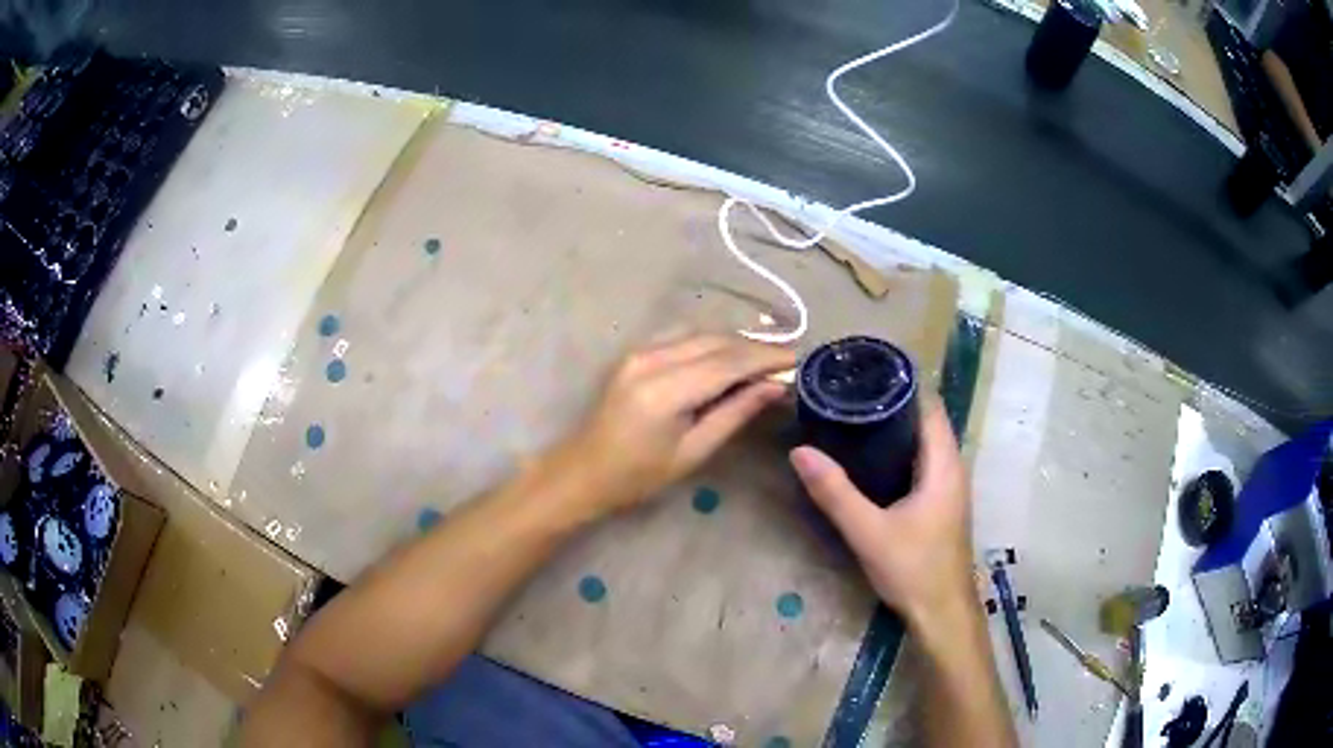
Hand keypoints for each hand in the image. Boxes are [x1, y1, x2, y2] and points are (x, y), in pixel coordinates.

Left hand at [562, 335, 793, 513]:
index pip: (728, 361)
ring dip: (735, 342)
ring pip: (700, 332)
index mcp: (664, 391)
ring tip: (765, 359)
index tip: (797, 359)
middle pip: (716, 340)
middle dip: (755, 347)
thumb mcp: (693, 452)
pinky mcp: (635, 352)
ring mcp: (639, 351)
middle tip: (787, 360)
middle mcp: (650, 359)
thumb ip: (735, 413)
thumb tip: (774, 386)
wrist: (583, 471)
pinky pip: (682, 335)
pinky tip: (729, 355)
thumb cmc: (638, 476)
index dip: (766, 357)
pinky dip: (711, 341)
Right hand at [790, 397, 974, 628]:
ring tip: (854, 416)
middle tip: (849, 393)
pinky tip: (870, 459)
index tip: (865, 371)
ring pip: (924, 443)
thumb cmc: (914, 569)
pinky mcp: (940, 504)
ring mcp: (949, 487)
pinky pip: (922, 463)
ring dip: (897, 428)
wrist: (942, 613)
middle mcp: (952, 468)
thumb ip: (835, 493)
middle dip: (893, 403)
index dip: (902, 384)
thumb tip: (800, 451)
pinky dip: (900, 451)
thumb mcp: (869, 531)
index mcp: (943, 464)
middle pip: (926, 421)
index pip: (929, 406)